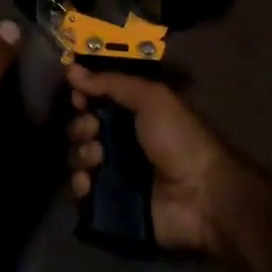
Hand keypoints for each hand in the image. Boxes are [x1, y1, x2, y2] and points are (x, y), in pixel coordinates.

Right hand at [64, 66, 233, 253]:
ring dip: (82, 154)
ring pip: (79, 158)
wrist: (200, 195)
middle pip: (83, 128)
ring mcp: (115, 172)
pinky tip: (88, 183)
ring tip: (98, 158)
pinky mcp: (110, 202)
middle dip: (81, 127)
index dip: (84, 97)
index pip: (97, 100)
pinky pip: (82, 191)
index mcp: (133, 112)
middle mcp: (122, 140)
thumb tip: (71, 68)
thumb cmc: (178, 139)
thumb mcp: (151, 98)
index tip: (78, 98)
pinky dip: (80, 185)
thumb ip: (111, 83)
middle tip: (94, 131)